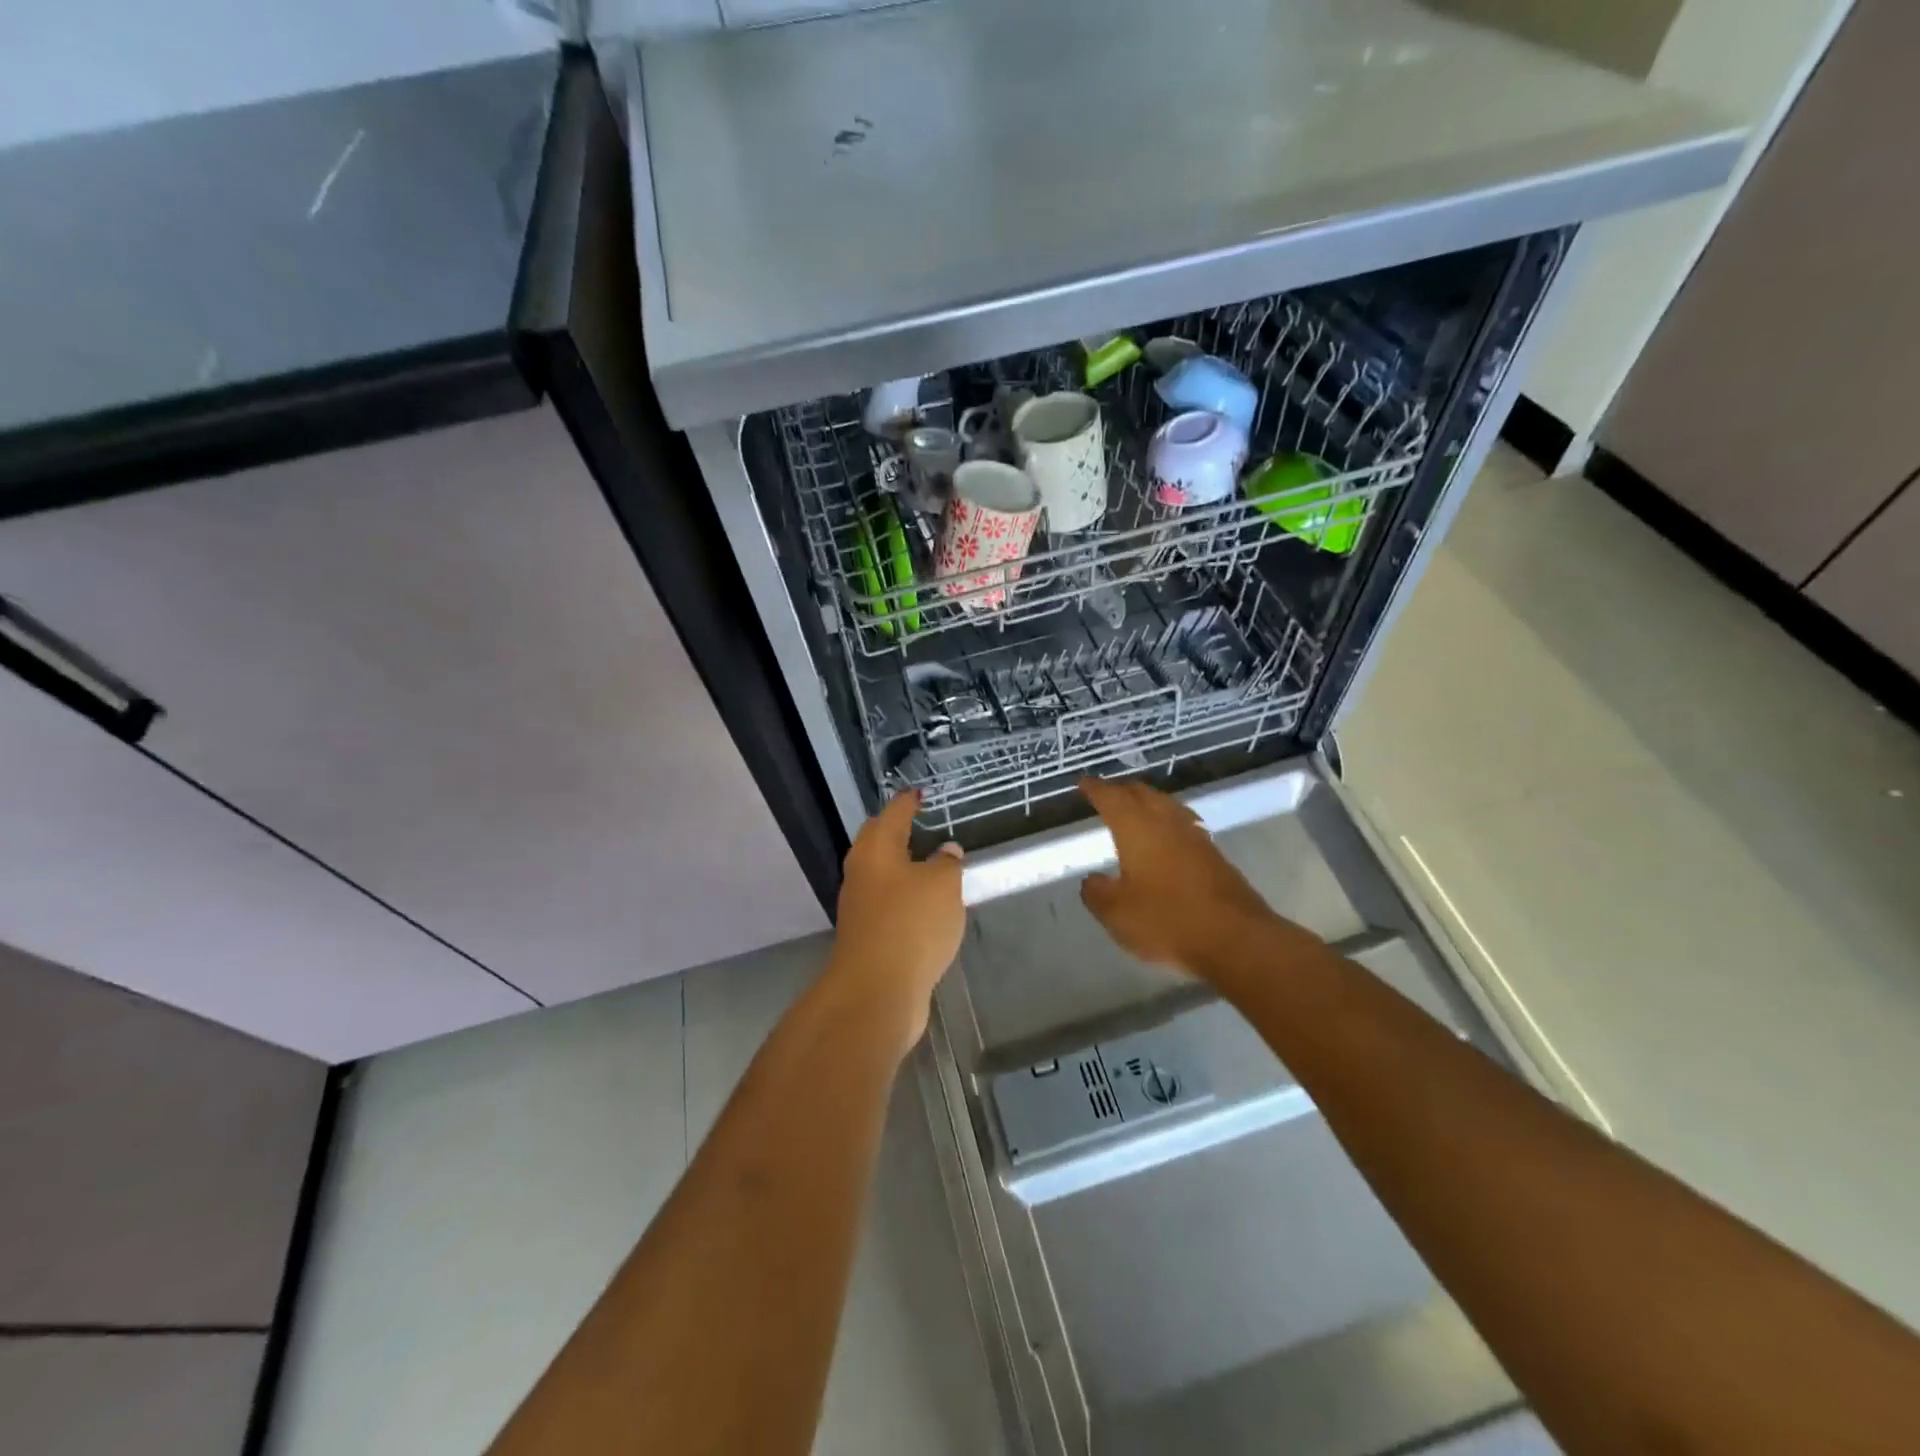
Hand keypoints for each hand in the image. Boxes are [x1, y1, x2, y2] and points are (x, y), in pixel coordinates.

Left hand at [825, 790, 964, 1057]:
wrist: (877, 991)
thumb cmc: (910, 924)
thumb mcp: (942, 885)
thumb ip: (947, 863)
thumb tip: (946, 851)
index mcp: (876, 850)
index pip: (893, 814)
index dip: (908, 802)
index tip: (920, 792)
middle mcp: (862, 873)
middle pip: (877, 841)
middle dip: (895, 829)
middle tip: (919, 821)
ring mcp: (861, 906)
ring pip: (881, 874)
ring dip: (901, 865)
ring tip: (929, 861)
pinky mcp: (868, 936)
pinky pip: (887, 903)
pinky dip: (904, 895)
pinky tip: (924, 903)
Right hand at [1078, 776, 1288, 978]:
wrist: (1236, 939)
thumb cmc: (1167, 920)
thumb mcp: (1116, 913)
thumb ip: (1097, 892)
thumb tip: (1092, 880)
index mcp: (1137, 827)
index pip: (1111, 797)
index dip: (1095, 789)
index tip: (1083, 783)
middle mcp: (1166, 822)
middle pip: (1142, 793)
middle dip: (1121, 790)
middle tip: (1106, 793)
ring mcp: (1194, 836)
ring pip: (1166, 806)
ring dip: (1147, 802)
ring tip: (1134, 809)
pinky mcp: (1213, 854)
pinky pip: (1182, 824)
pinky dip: (1166, 821)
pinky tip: (1165, 837)